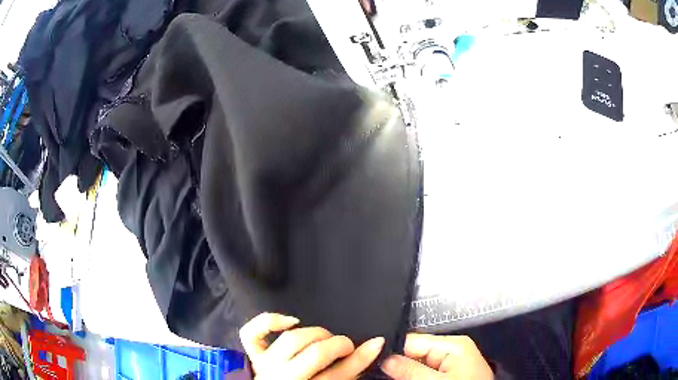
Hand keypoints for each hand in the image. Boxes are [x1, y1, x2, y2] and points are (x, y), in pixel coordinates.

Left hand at [239, 313, 384, 378]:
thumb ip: (352, 368)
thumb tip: (376, 344)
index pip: (338, 373)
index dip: (359, 357)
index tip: (375, 343)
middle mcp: (284, 377)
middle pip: (315, 354)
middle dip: (337, 345)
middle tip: (345, 345)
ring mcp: (265, 364)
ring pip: (291, 340)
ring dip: (313, 334)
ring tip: (323, 338)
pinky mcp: (253, 354)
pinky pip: (252, 333)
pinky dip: (269, 322)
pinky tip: (291, 321)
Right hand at [381, 333, 493, 379]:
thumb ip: (411, 370)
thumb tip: (385, 358)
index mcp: (453, 344)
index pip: (413, 340)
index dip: (392, 350)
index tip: (372, 359)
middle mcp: (452, 350)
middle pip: (415, 352)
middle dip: (398, 363)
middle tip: (376, 371)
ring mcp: (451, 363)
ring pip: (418, 364)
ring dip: (404, 372)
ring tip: (386, 376)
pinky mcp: (450, 374)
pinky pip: (427, 371)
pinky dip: (414, 376)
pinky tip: (403, 379)